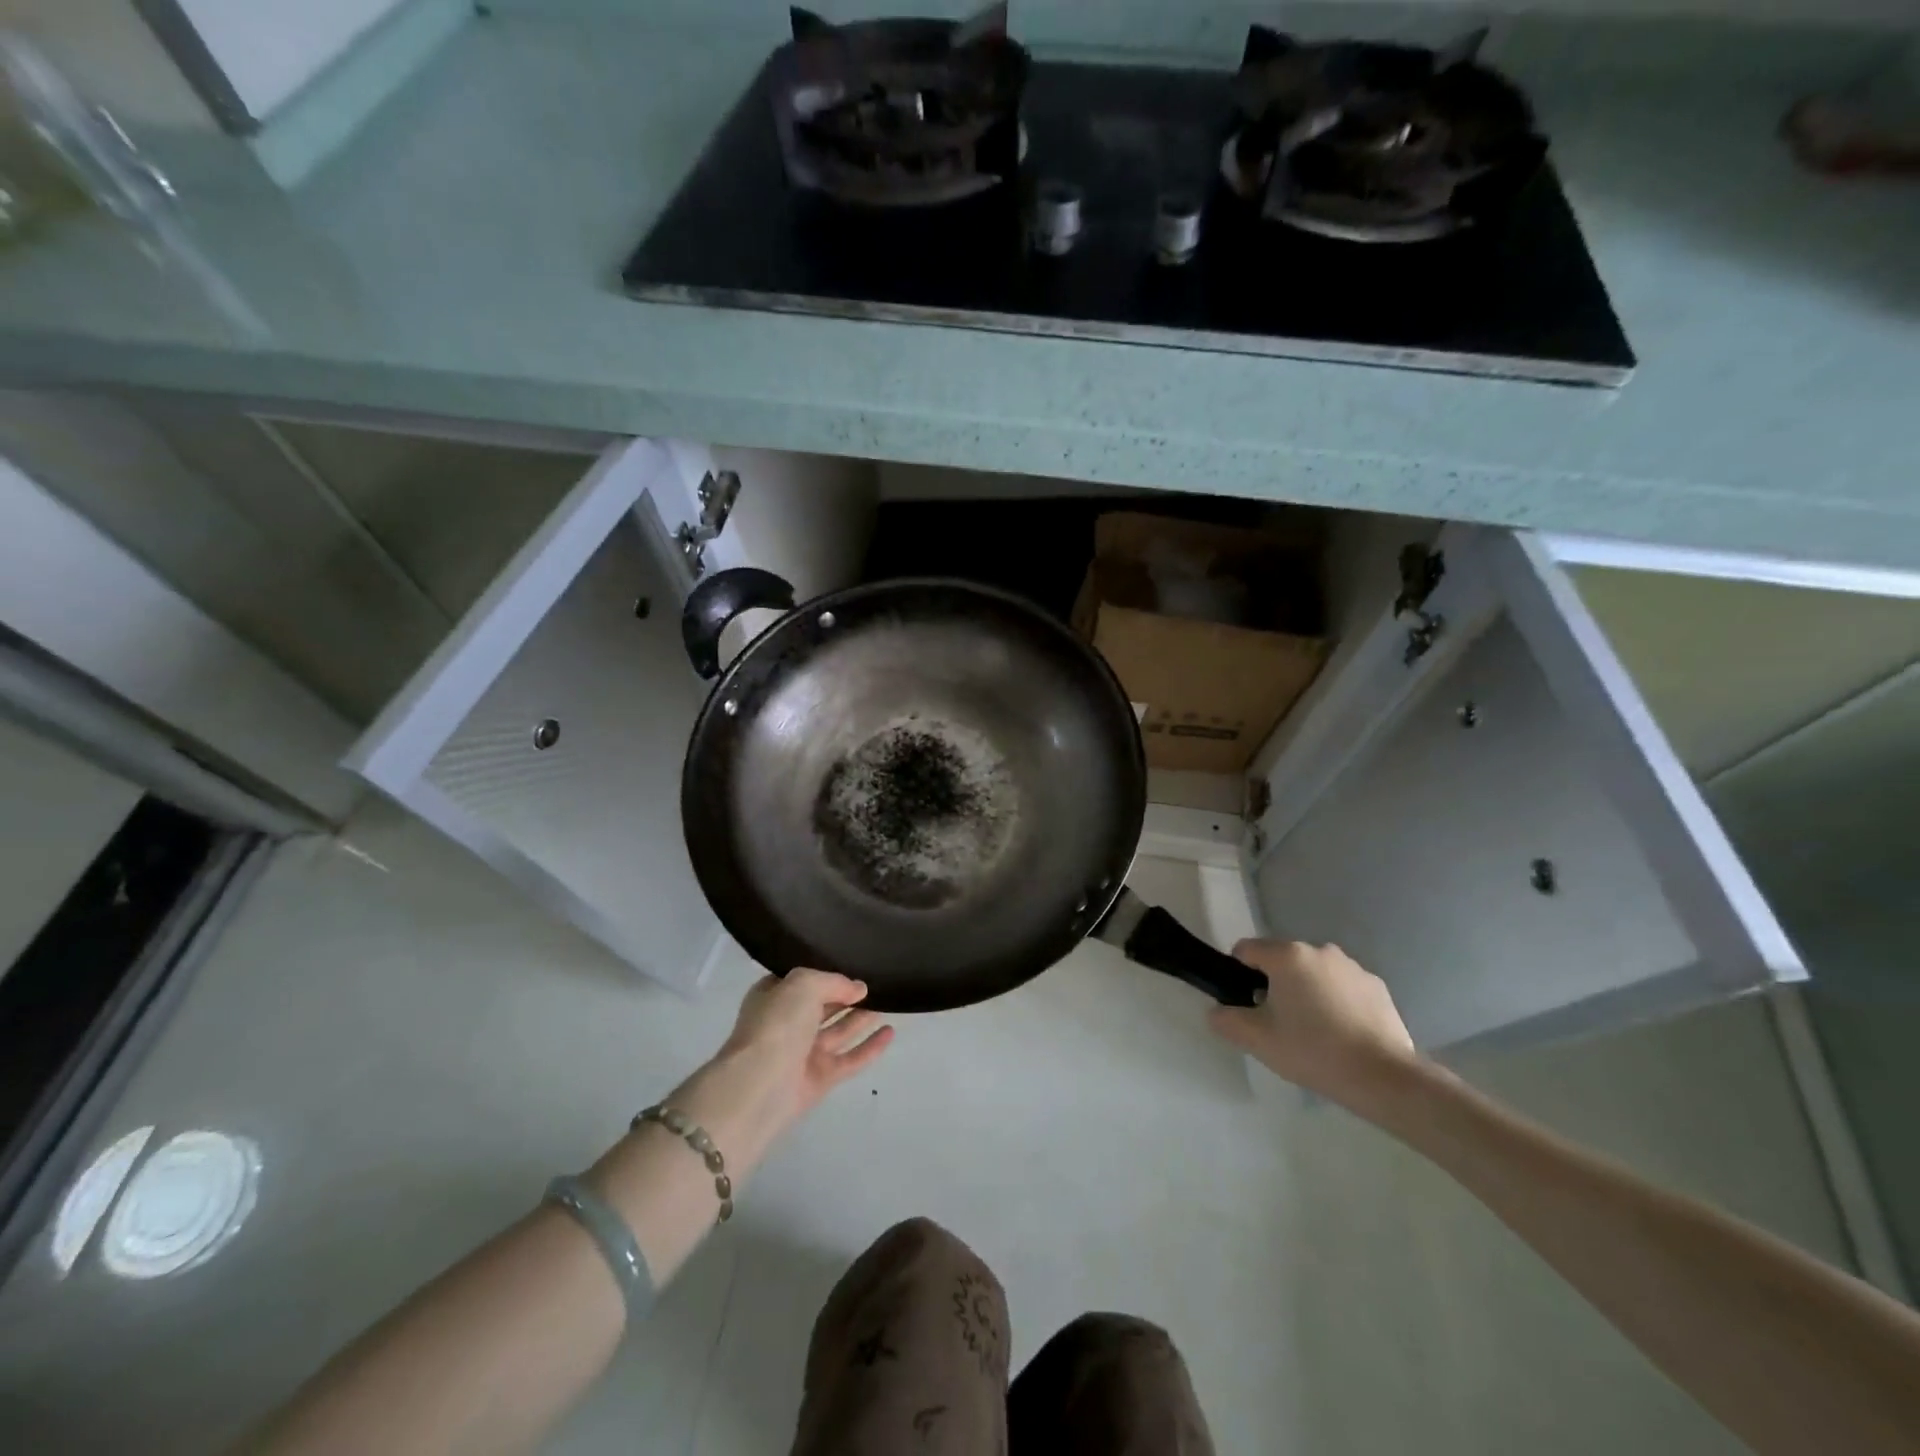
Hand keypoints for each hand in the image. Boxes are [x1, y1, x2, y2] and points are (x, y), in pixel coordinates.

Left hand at [669, 970, 893, 1174]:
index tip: (852, 962)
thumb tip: (858, 989)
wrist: (760, 1086)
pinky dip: (870, 1047)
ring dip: (861, 1017)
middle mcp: (787, 1024)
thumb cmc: (777, 1024)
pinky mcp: (820, 1079)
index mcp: (773, 997)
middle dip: (846, 995)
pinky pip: (850, 1059)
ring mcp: (803, 1053)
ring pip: (838, 1031)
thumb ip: (834, 981)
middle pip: (822, 1006)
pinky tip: (891, 1032)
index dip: (825, 972)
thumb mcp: (804, 984)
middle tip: (877, 980)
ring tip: (890, 1000)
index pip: (800, 980)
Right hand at [1207, 940, 1417, 1108]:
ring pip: (1314, 973)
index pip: (1247, 949)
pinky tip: (1341, 1035)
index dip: (1239, 974)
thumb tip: (1217, 1012)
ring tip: (1313, 1032)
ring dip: (1307, 992)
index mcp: (1287, 956)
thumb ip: (1226, 1020)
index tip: (1248, 1005)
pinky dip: (1336, 1002)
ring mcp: (1352, 967)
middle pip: (1282, 961)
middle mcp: (1319, 950)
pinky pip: (1342, 987)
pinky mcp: (1377, 987)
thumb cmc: (1313, 1051)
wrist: (1383, 1077)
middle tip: (1279, 1024)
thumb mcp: (1257, 1040)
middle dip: (1275, 985)